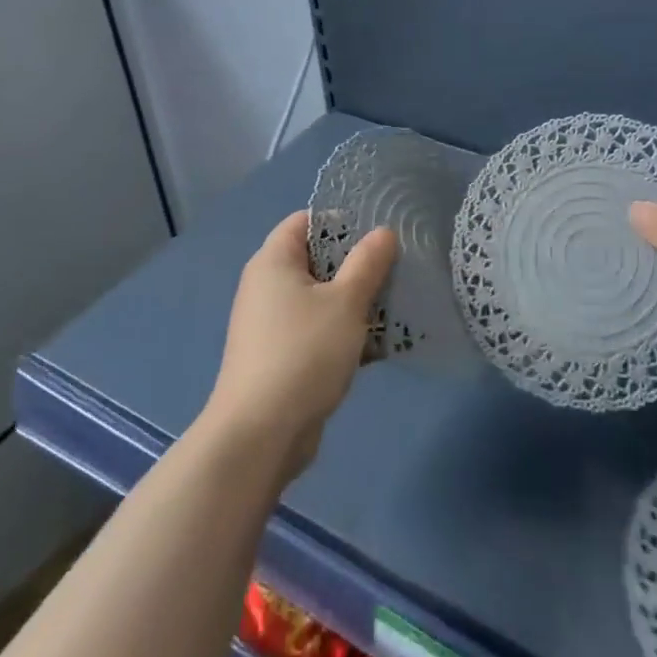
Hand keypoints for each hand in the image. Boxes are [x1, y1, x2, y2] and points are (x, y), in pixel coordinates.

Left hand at [203, 211, 397, 481]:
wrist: (260, 435)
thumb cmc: (303, 353)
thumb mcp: (346, 302)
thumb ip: (368, 263)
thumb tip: (383, 232)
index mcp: (273, 262)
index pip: (304, 221)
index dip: (340, 221)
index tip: (378, 232)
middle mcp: (266, 287)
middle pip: (316, 260)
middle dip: (356, 264)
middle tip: (396, 268)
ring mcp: (271, 325)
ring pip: (320, 299)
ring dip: (355, 301)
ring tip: (395, 304)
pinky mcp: (280, 358)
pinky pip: (317, 331)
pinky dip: (343, 332)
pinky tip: (378, 344)